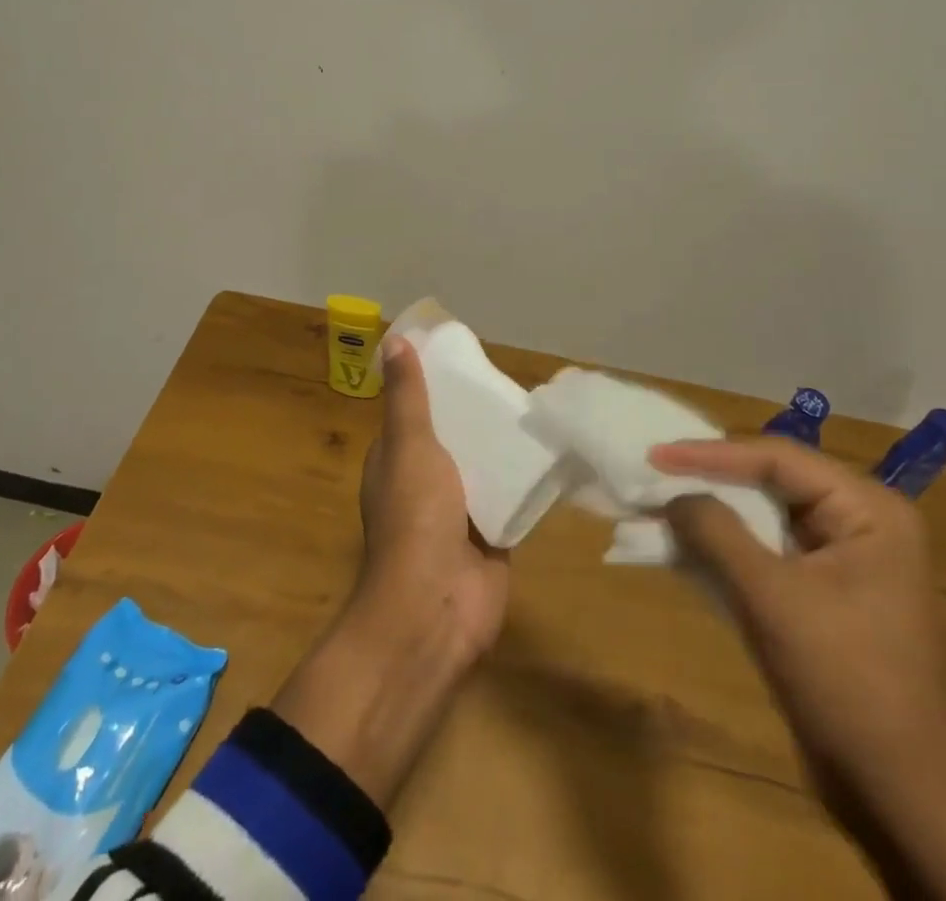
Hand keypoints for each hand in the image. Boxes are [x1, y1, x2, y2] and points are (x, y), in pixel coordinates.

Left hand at [271, 336, 505, 806]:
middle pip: (453, 439)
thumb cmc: (415, 516)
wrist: (437, 605)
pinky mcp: (491, 537)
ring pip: (483, 469)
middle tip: (513, 385)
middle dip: (477, 417)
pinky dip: (524, 482)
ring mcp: (458, 514)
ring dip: (502, 449)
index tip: (466, 361)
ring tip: (537, 413)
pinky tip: (550, 456)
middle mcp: (424, 485)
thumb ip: (407, 397)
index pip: (415, 414)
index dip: (436, 388)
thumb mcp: (409, 444)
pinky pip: (509, 500)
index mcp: (396, 461)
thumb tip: (395, 340)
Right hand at [652, 438, 945, 900]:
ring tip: (658, 506)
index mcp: (868, 511)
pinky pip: (768, 556)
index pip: (777, 458)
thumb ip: (717, 533)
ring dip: (713, 517)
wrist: (908, 806)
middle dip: (710, 481)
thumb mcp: (774, 600)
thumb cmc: (848, 685)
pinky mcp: (827, 600)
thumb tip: (673, 495)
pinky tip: (684, 549)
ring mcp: (845, 564)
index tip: (654, 454)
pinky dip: (726, 552)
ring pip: (765, 520)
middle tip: (653, 473)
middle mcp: (862, 525)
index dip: (710, 452)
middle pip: (772, 483)